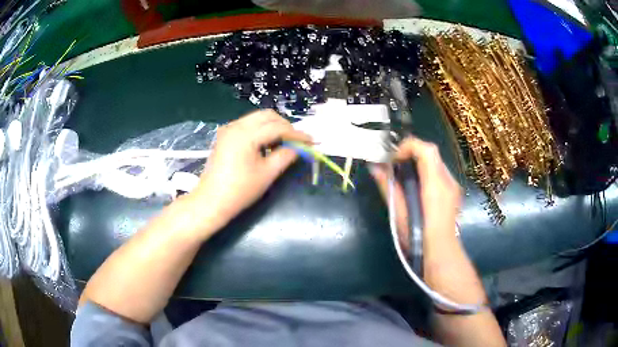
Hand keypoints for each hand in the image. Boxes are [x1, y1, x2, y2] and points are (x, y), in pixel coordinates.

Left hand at [189, 110, 310, 234]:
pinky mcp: (225, 136)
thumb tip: (300, 148)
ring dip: (273, 127)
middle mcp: (236, 125)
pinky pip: (248, 126)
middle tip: (296, 142)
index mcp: (246, 134)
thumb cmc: (240, 190)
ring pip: (257, 119)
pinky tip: (266, 145)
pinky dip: (261, 131)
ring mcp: (228, 129)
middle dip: (285, 126)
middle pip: (267, 116)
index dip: (297, 134)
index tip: (311, 141)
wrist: (211, 201)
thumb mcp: (267, 174)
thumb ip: (286, 156)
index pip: (277, 127)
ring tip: (283, 145)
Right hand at [369, 137, 460, 243]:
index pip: (426, 149)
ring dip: (418, 163)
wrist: (441, 254)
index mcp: (435, 184)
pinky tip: (416, 189)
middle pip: (430, 152)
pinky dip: (425, 172)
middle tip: (395, 167)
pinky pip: (438, 172)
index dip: (408, 147)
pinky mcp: (453, 192)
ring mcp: (453, 186)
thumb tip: (374, 167)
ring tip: (403, 178)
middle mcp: (447, 180)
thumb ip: (388, 187)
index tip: (393, 160)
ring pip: (434, 161)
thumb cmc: (418, 237)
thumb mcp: (399, 213)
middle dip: (411, 153)